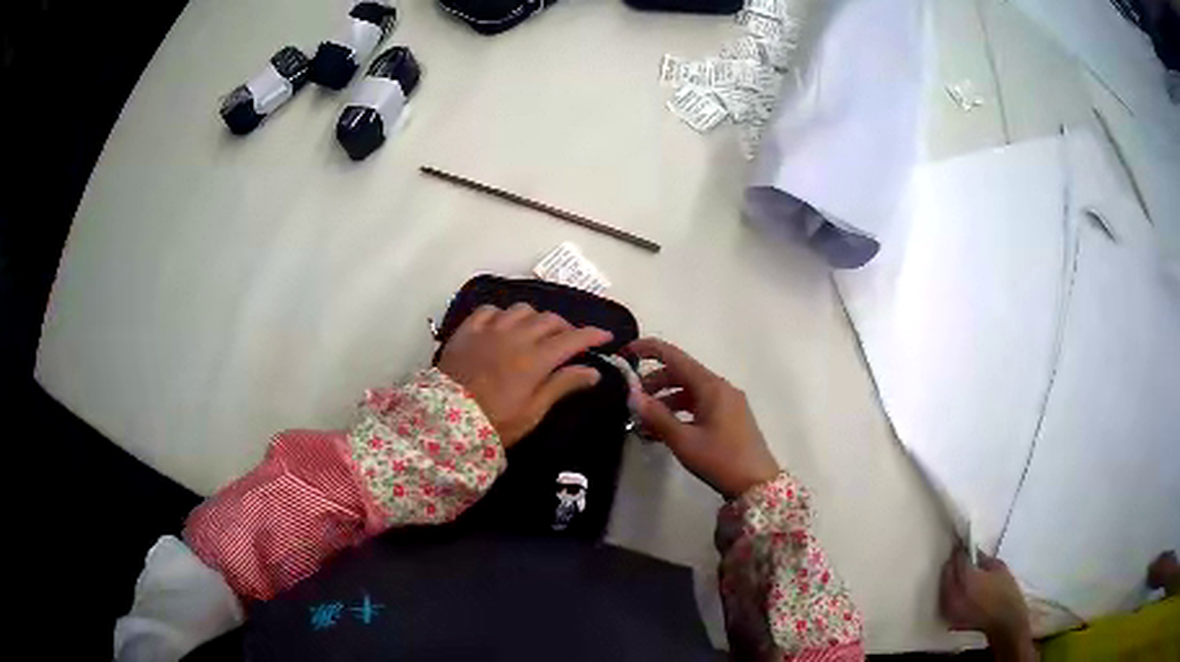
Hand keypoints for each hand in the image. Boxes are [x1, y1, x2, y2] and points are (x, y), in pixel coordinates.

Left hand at [437, 304, 611, 447]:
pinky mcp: (468, 329)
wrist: (446, 420)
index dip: (592, 335)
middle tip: (569, 342)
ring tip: (536, 332)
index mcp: (536, 359)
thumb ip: (562, 385)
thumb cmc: (496, 422)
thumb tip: (593, 372)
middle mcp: (516, 336)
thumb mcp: (534, 411)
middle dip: (566, 327)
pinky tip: (503, 326)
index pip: (573, 338)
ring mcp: (490, 329)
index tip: (606, 336)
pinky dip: (503, 315)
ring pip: (522, 309)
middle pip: (549, 320)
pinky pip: (490, 310)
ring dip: (535, 318)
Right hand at [626, 338, 779, 498]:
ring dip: (666, 398)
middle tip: (631, 398)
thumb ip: (657, 416)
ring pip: (690, 390)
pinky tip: (666, 428)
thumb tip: (632, 395)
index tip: (626, 352)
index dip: (650, 350)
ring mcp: (728, 402)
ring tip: (644, 419)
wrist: (757, 484)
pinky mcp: (730, 416)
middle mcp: (721, 387)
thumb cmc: (720, 460)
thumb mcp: (684, 440)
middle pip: (682, 373)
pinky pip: (700, 403)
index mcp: (711, 386)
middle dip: (654, 381)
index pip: (675, 356)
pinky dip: (680, 410)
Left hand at [940, 548, 1033, 656]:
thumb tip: (973, 550)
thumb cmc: (1005, 592)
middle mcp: (955, 594)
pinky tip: (957, 587)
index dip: (960, 551)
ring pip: (944, 587)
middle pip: (947, 573)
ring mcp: (950, 609)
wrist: (1004, 620)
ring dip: (949, 577)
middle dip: (953, 563)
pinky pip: (945, 600)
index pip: (958, 560)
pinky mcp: (950, 618)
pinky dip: (949, 591)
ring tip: (958, 570)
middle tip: (959, 556)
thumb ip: (984, 558)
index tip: (962, 545)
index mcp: (968, 579)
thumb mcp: (999, 567)